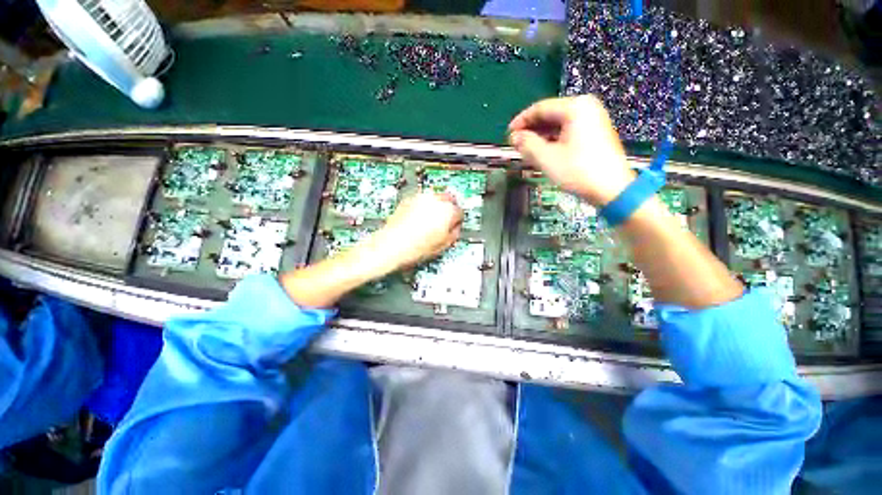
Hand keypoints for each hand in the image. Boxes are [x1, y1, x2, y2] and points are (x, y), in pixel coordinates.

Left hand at [366, 192, 463, 272]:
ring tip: (431, 220)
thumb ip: (455, 233)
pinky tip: (419, 219)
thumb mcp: (443, 245)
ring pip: (435, 197)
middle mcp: (435, 200)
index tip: (453, 226)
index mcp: (447, 211)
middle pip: (449, 199)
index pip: (460, 212)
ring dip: (437, 205)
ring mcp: (420, 197)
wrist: (391, 246)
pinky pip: (422, 199)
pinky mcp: (408, 199)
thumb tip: (455, 228)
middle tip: (445, 220)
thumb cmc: (415, 248)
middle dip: (449, 208)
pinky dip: (423, 206)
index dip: (457, 221)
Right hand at [508, 95, 634, 205]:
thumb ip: (526, 144)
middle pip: (550, 114)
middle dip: (531, 130)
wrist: (612, 189)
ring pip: (558, 124)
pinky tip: (544, 151)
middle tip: (517, 144)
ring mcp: (593, 119)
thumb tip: (514, 137)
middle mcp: (586, 107)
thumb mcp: (546, 158)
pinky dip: (553, 140)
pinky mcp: (595, 132)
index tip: (508, 134)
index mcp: (575, 107)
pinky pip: (568, 131)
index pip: (540, 108)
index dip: (521, 121)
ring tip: (527, 150)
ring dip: (541, 136)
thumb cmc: (577, 171)